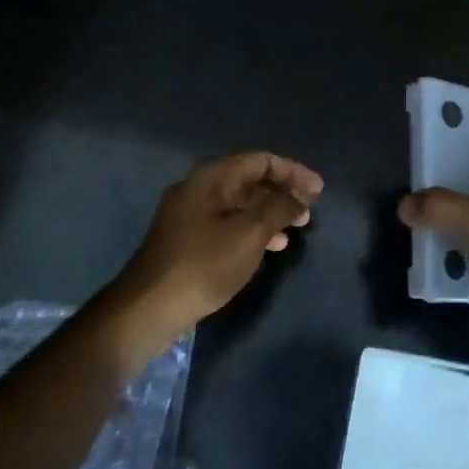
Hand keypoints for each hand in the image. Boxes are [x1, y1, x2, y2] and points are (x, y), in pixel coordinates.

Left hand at [111, 151, 323, 346]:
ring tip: (296, 230)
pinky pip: (228, 223)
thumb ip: (278, 208)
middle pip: (249, 180)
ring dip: (270, 213)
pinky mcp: (188, 240)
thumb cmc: (203, 265)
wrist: (149, 307)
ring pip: (240, 204)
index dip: (293, 172)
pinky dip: (253, 229)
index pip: (260, 161)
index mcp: (210, 179)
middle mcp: (198, 190)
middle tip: (309, 211)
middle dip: (283, 193)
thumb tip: (299, 196)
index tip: (319, 191)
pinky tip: (270, 247)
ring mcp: (190, 216)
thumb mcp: (249, 234)